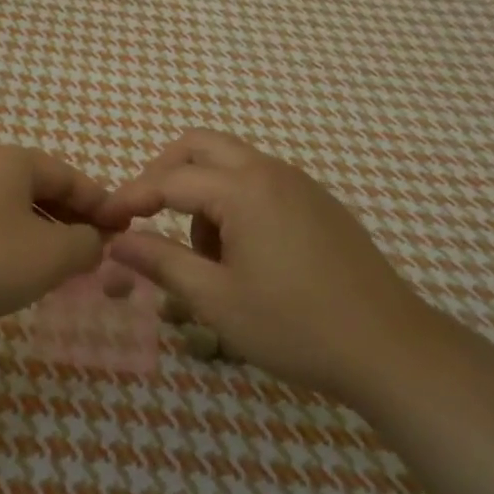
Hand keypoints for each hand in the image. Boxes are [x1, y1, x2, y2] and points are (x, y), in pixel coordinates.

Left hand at [0, 144, 128, 349]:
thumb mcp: (50, 255)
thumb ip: (86, 244)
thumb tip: (95, 241)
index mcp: (13, 161)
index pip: (72, 178)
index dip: (103, 205)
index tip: (126, 232)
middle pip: (44, 190)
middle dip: (75, 220)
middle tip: (99, 252)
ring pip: (18, 209)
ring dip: (47, 234)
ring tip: (67, 267)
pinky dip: (17, 243)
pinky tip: (22, 272)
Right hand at [103, 130, 430, 405]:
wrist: (389, 348)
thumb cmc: (295, 326)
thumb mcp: (216, 300)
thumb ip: (161, 263)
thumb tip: (117, 243)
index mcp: (244, 189)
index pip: (170, 180)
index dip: (131, 197)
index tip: (104, 221)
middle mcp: (272, 172)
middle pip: (201, 146)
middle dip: (163, 173)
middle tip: (143, 214)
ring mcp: (301, 185)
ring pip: (232, 165)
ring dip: (203, 193)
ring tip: (204, 258)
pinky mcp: (319, 204)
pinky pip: (261, 184)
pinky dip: (235, 203)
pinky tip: (243, 256)